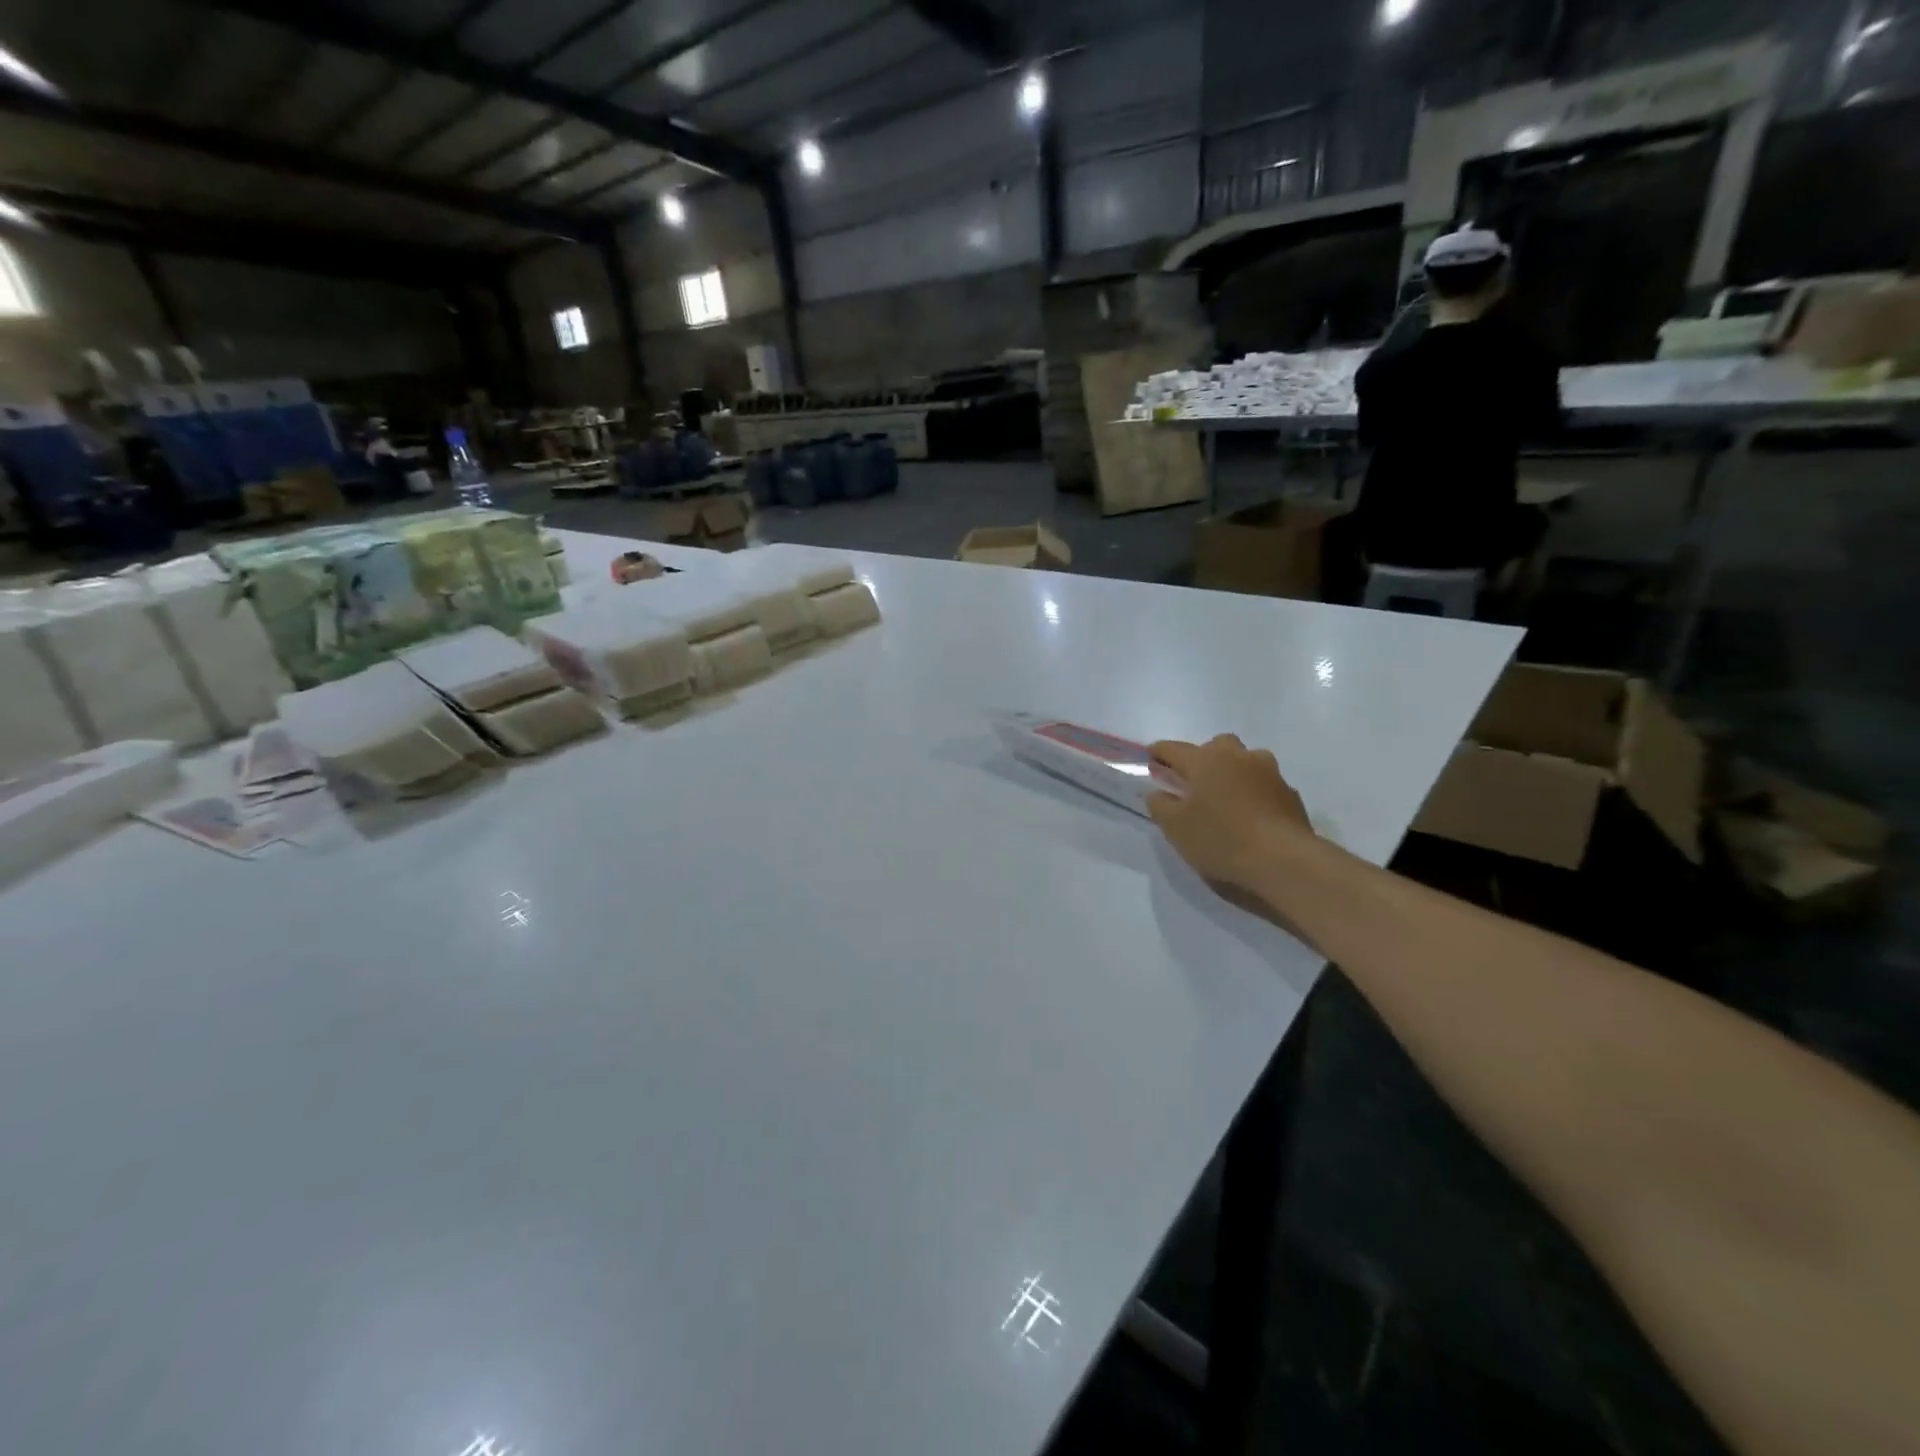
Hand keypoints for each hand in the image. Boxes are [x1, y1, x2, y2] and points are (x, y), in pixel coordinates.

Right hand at [1147, 735, 1314, 890]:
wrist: (1283, 860)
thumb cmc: (1220, 839)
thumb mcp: (1175, 827)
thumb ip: (1160, 805)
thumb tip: (1159, 792)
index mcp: (1205, 760)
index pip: (1174, 748)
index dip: (1159, 752)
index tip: (1151, 758)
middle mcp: (1237, 756)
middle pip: (1216, 745)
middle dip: (1202, 757)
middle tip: (1195, 781)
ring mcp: (1268, 772)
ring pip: (1245, 760)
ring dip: (1233, 770)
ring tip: (1226, 796)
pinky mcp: (1289, 792)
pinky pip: (1264, 783)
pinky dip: (1254, 790)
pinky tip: (1251, 813)